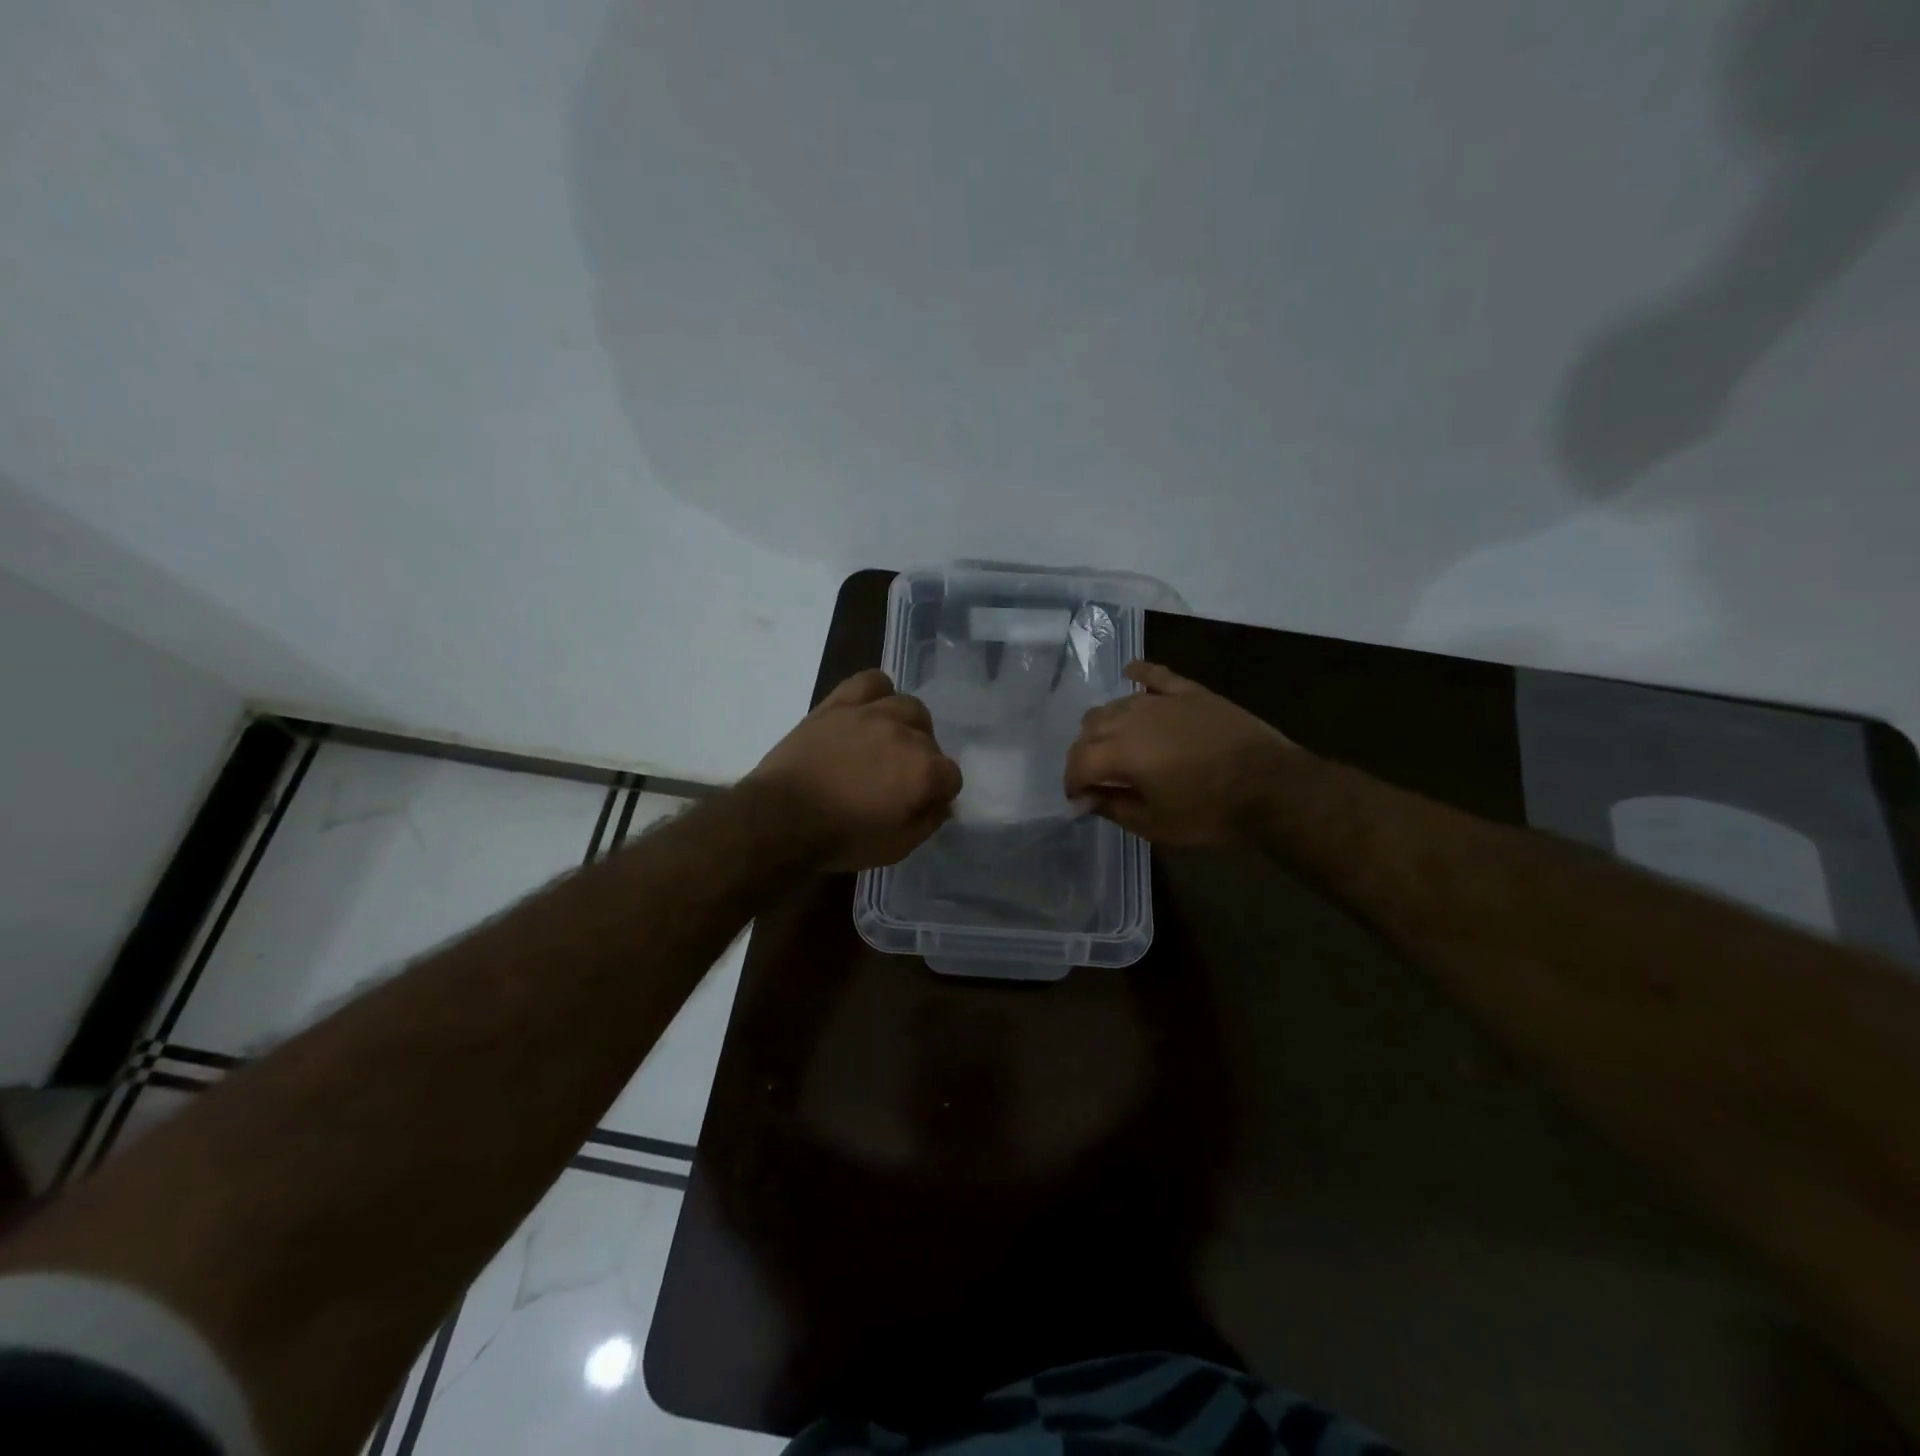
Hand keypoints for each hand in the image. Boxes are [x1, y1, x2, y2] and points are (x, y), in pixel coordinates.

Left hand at [745, 669, 963, 870]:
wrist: (780, 818)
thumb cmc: (841, 838)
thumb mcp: (896, 847)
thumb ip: (927, 821)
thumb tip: (940, 803)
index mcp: (923, 770)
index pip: (951, 776)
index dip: (939, 794)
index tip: (921, 806)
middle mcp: (904, 734)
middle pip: (931, 741)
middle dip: (923, 763)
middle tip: (900, 782)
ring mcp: (871, 713)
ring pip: (908, 706)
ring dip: (908, 726)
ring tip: (891, 743)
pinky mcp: (839, 704)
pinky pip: (870, 681)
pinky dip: (878, 693)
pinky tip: (871, 710)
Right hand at [1064, 660, 1293, 845]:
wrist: (1271, 786)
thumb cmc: (1210, 812)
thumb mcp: (1155, 824)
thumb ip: (1113, 808)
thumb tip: (1087, 798)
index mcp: (1120, 752)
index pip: (1078, 762)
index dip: (1072, 782)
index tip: (1078, 799)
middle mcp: (1132, 719)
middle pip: (1091, 728)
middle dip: (1085, 754)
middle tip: (1096, 776)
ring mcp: (1162, 701)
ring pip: (1116, 704)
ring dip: (1105, 724)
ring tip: (1113, 743)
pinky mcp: (1189, 692)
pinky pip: (1155, 676)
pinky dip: (1139, 675)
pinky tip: (1131, 674)